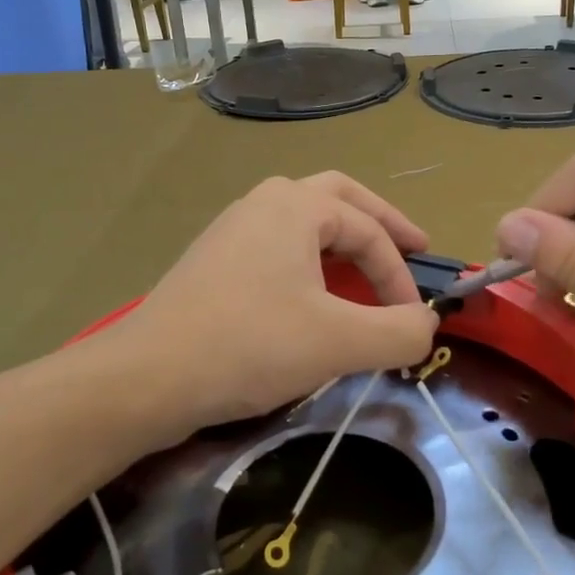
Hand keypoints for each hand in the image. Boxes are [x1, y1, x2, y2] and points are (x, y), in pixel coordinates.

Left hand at [125, 173, 439, 436]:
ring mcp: (233, 229)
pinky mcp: (214, 261)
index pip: (369, 232)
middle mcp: (264, 202)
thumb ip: (398, 332)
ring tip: (366, 271)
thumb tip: (427, 324)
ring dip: (342, 240)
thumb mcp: (339, 342)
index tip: (415, 321)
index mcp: (296, 205)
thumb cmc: (249, 345)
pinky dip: (309, 260)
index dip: (401, 275)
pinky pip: (277, 246)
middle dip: (380, 224)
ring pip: (303, 221)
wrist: (147, 376)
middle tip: (413, 246)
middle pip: (339, 198)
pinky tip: (311, 295)